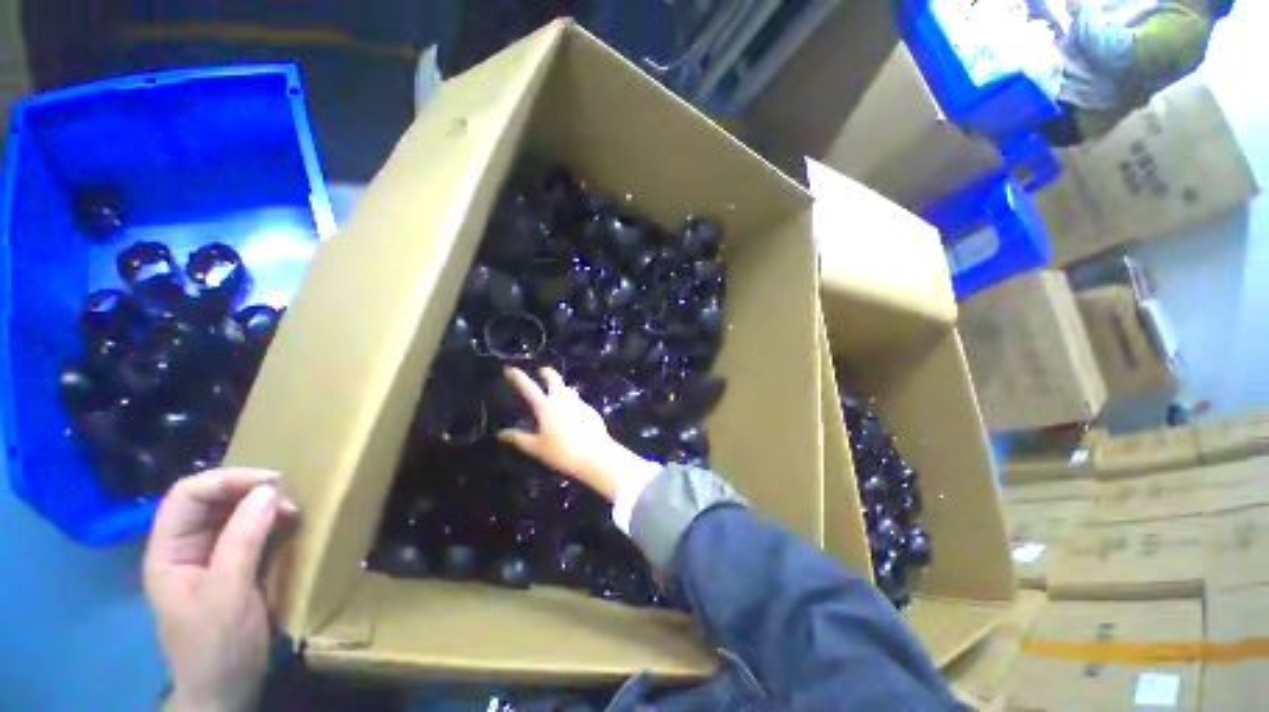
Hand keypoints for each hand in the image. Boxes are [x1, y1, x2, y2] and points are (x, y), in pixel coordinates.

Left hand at [144, 468, 296, 711]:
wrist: (226, 690)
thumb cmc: (218, 646)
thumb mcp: (229, 594)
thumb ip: (243, 541)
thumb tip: (269, 491)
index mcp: (168, 552)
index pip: (187, 496)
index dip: (227, 480)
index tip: (273, 483)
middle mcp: (184, 548)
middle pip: (208, 500)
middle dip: (248, 490)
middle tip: (289, 496)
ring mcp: (208, 558)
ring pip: (230, 513)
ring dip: (262, 504)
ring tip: (292, 509)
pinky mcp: (232, 566)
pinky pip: (248, 531)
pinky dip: (269, 521)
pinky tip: (287, 524)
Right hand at [497, 367, 659, 501]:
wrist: (595, 454)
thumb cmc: (561, 452)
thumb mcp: (536, 448)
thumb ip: (518, 438)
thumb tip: (501, 434)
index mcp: (546, 406)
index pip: (528, 387)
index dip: (518, 377)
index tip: (510, 368)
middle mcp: (562, 399)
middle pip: (554, 378)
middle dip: (547, 372)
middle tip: (542, 371)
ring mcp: (579, 403)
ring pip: (568, 389)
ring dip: (561, 387)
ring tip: (558, 392)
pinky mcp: (591, 410)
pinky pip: (578, 402)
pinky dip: (572, 403)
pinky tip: (573, 415)